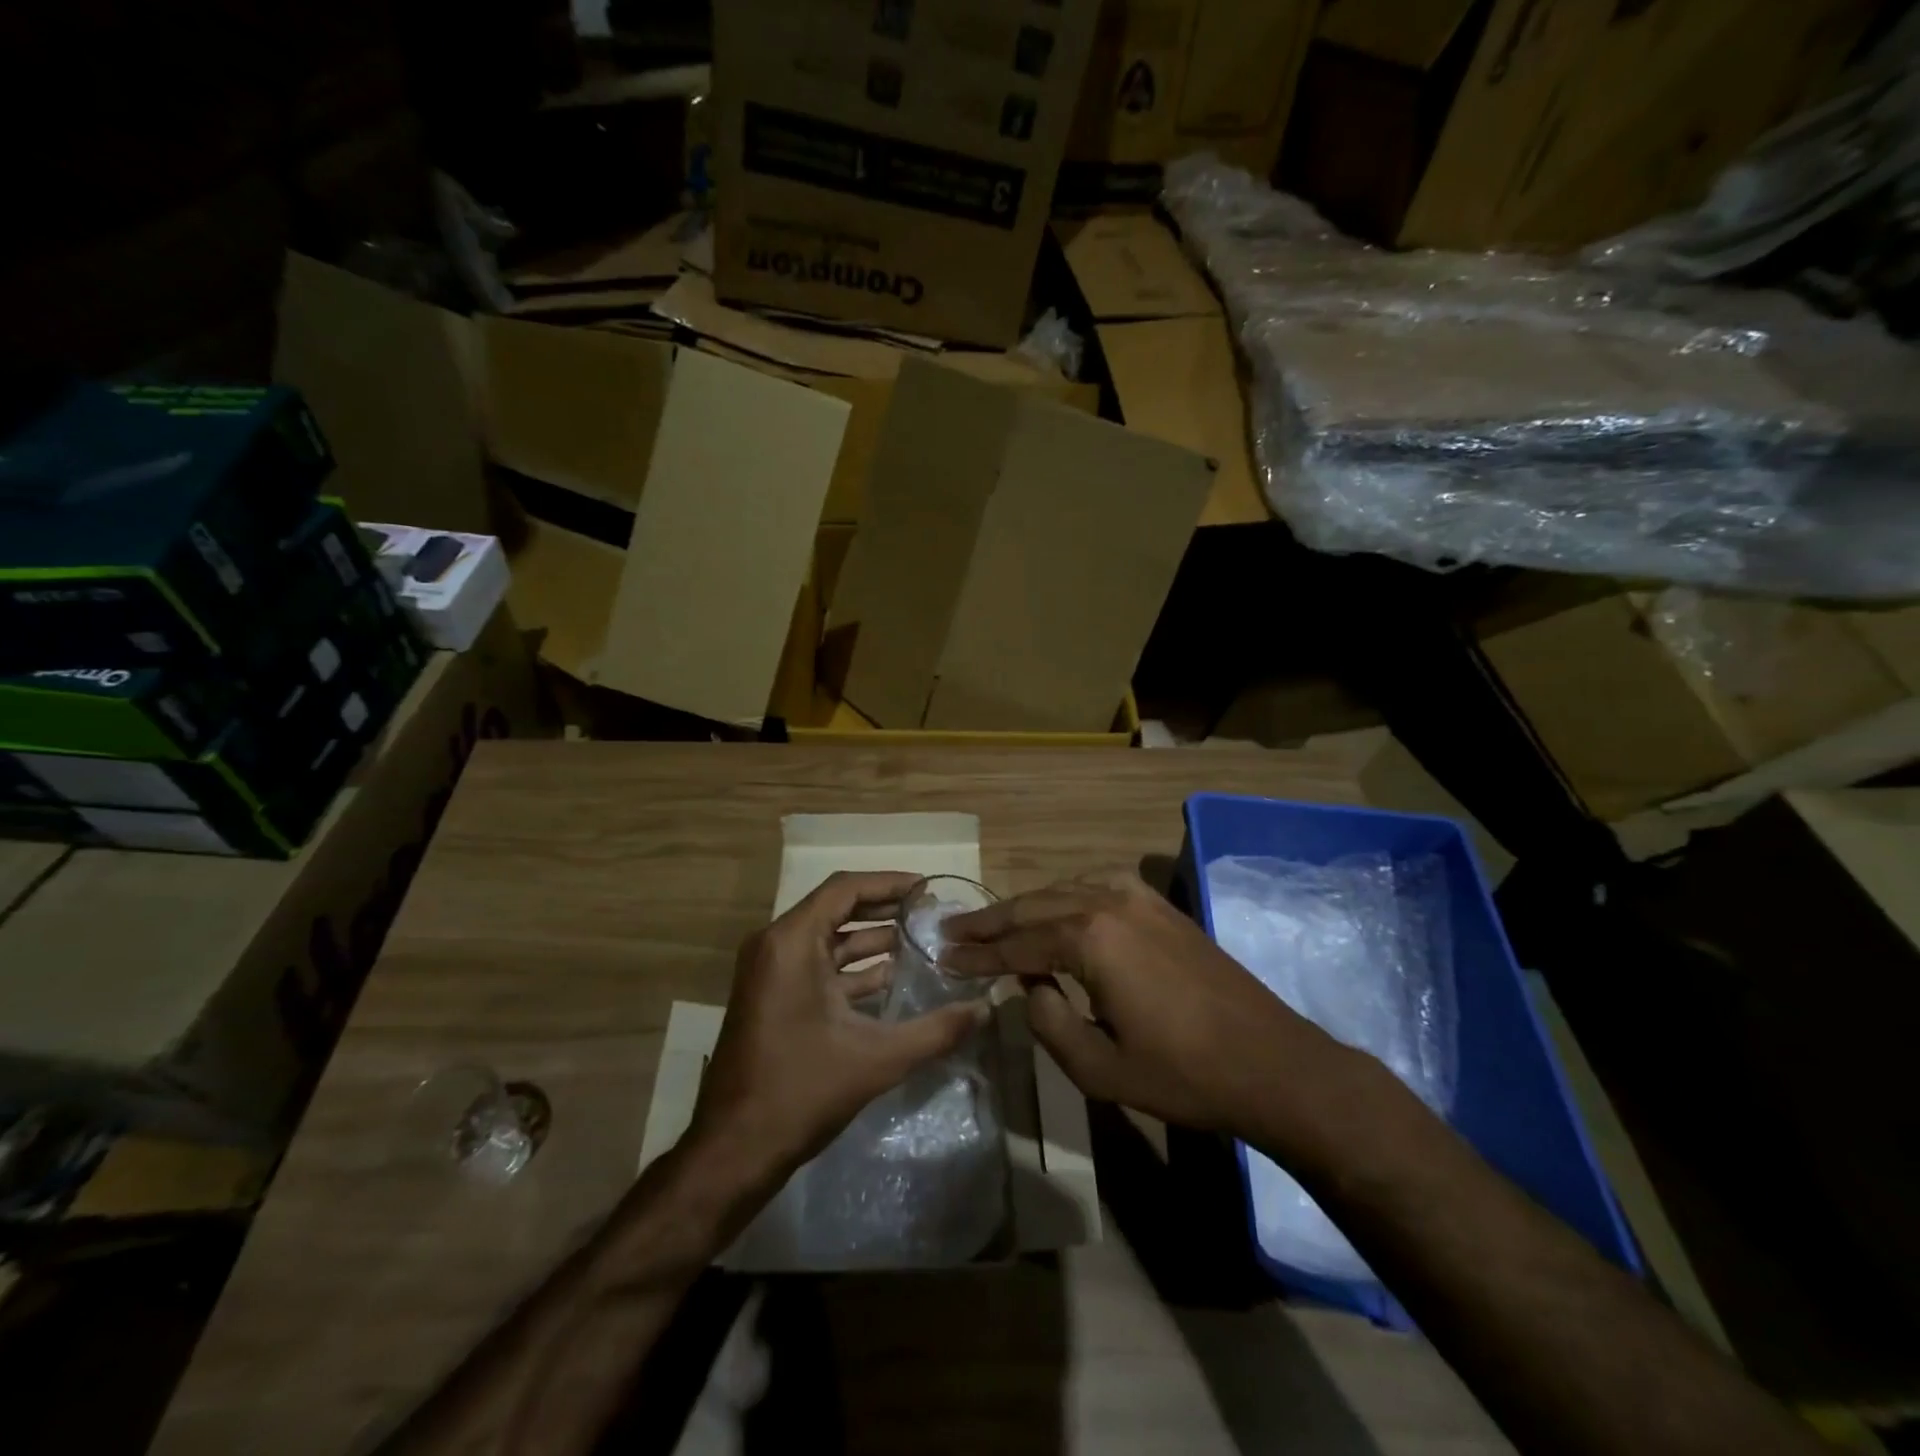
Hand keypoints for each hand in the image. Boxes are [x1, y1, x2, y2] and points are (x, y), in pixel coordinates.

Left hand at [688, 871, 990, 1186]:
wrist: (733, 1150)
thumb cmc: (802, 1091)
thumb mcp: (877, 1058)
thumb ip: (936, 1031)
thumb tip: (984, 1010)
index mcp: (791, 943)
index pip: (844, 889)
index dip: (888, 883)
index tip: (926, 889)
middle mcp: (775, 946)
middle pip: (835, 908)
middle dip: (883, 908)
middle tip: (928, 913)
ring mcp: (769, 972)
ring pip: (826, 939)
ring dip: (869, 939)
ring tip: (918, 942)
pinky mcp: (770, 997)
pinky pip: (815, 965)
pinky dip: (851, 967)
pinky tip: (890, 979)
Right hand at [942, 871, 1332, 1138]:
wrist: (1272, 1062)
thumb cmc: (1183, 1074)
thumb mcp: (1098, 1067)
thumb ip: (1048, 1021)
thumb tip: (1031, 986)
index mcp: (1090, 938)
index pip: (1017, 944)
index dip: (977, 954)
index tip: (942, 955)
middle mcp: (1108, 902)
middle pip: (1034, 906)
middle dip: (991, 921)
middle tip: (951, 930)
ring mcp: (1138, 897)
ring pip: (1063, 890)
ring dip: (1026, 906)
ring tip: (993, 922)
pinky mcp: (1160, 905)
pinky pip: (1096, 886)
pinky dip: (1064, 895)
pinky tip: (1055, 908)